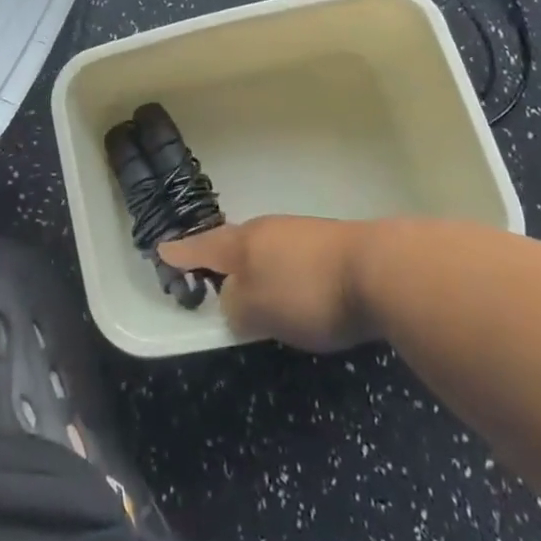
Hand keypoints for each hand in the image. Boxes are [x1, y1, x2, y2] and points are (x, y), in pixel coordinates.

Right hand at [160, 216, 376, 351]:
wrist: (379, 271)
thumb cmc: (306, 292)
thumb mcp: (257, 309)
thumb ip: (234, 306)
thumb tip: (232, 302)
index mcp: (242, 243)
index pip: (202, 247)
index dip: (181, 253)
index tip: (161, 248)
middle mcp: (266, 231)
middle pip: (232, 243)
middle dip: (217, 256)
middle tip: (204, 268)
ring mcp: (299, 235)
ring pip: (263, 249)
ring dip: (252, 265)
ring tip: (248, 284)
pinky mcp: (329, 247)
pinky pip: (289, 258)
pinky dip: (279, 271)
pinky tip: (291, 288)